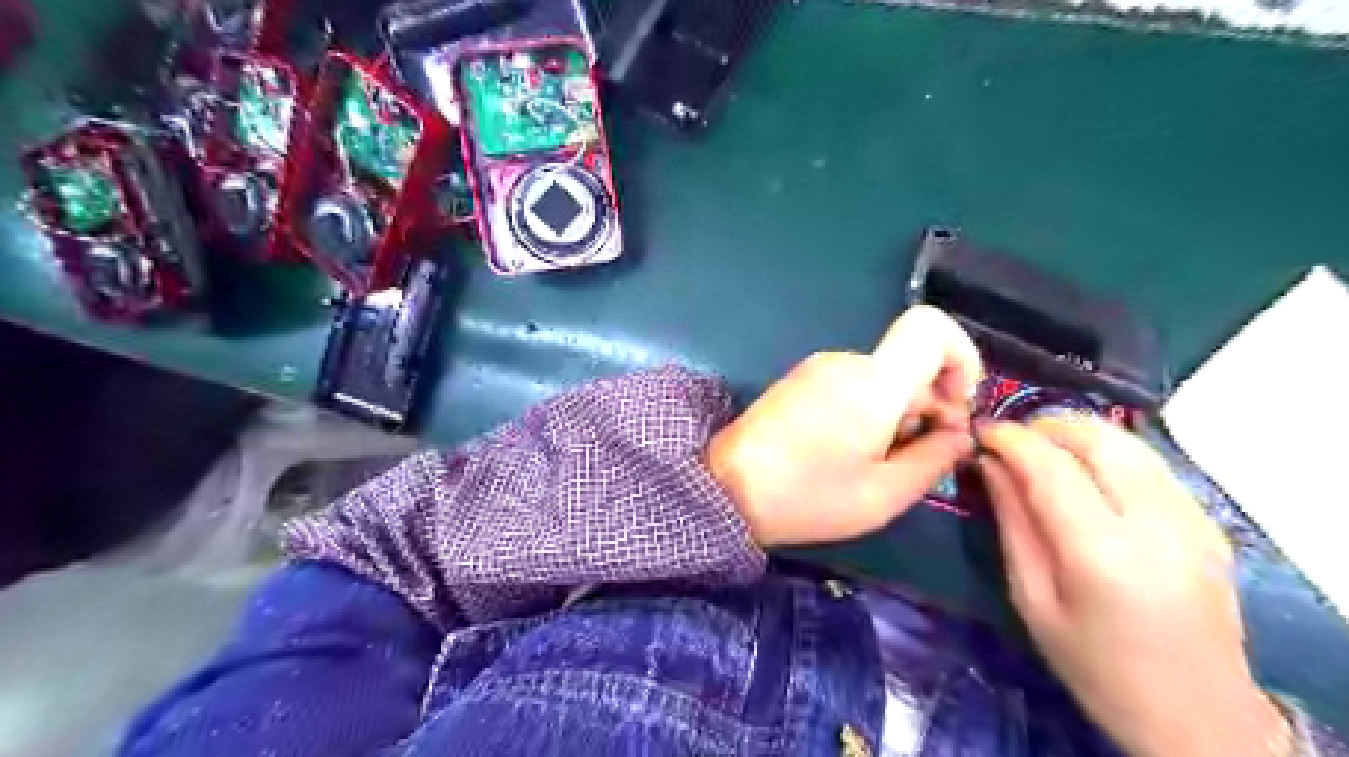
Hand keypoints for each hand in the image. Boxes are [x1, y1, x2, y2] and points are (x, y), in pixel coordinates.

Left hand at [708, 304, 982, 545]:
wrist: (725, 489)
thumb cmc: (807, 497)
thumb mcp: (883, 494)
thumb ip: (934, 458)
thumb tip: (960, 434)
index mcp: (872, 381)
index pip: (930, 326)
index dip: (962, 356)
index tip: (958, 406)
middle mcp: (846, 361)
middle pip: (910, 362)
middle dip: (932, 404)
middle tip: (922, 456)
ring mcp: (818, 368)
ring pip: (884, 377)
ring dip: (900, 413)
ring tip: (879, 462)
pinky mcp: (801, 381)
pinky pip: (855, 383)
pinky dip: (871, 410)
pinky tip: (852, 452)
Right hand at [977, 417, 1290, 756]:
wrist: (1199, 717)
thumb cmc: (1097, 667)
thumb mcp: (1033, 600)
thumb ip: (1012, 523)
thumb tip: (990, 464)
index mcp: (1103, 552)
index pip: (1050, 465)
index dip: (1010, 439)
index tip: (979, 432)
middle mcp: (1156, 523)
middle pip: (1095, 438)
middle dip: (1043, 426)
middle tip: (1008, 442)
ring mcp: (1192, 518)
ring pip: (1126, 441)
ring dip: (1074, 434)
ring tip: (1040, 453)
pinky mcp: (1206, 520)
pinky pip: (1146, 462)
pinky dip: (1105, 452)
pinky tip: (1082, 476)